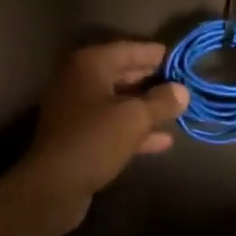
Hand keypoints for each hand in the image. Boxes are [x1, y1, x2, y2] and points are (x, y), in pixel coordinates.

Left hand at [21, 42, 188, 218]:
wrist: (53, 186)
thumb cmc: (94, 139)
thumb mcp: (134, 118)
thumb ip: (161, 102)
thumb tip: (182, 90)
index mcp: (90, 63)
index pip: (128, 49)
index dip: (154, 54)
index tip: (179, 58)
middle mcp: (79, 78)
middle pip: (122, 72)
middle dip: (152, 79)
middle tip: (181, 83)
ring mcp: (76, 106)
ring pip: (117, 100)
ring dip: (145, 106)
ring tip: (176, 110)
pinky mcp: (78, 133)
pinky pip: (111, 122)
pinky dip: (133, 128)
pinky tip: (162, 141)